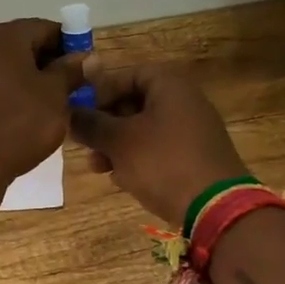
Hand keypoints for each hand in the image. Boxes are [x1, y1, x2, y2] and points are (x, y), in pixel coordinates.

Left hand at [0, 18, 86, 183]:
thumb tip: (86, 57)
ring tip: (40, 104)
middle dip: (43, 62)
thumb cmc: (18, 124)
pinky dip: (0, 91)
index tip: (81, 68)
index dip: (67, 45)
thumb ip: (70, 71)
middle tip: (64, 88)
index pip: (44, 28)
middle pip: (18, 44)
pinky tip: (11, 115)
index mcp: (4, 36)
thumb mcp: (55, 96)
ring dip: (21, 77)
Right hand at [68, 62, 247, 228]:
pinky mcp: (197, 158)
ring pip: (144, 130)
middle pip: (134, 103)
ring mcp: (194, 131)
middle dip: (106, 125)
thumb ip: (90, 124)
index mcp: (170, 85)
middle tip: (86, 145)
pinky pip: (160, 150)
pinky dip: (139, 159)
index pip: (127, 75)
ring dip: (117, 146)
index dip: (101, 92)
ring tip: (99, 168)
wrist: (216, 209)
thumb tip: (68, 113)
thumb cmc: (162, 162)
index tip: (82, 114)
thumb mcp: (118, 141)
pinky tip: (123, 180)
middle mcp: (185, 101)